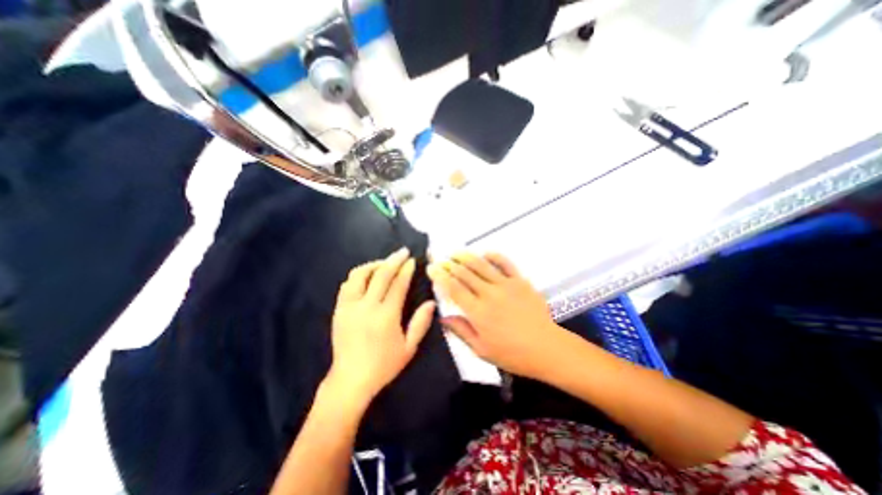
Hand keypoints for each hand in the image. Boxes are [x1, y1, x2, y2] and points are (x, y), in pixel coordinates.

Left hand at [322, 248, 433, 409]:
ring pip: (359, 275)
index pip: (397, 284)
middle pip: (380, 274)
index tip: (412, 260)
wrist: (350, 380)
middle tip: (402, 252)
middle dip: (393, 260)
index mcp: (386, 316)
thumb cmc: (383, 366)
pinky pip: (347, 285)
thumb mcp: (409, 348)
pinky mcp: (338, 310)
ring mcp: (349, 307)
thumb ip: (420, 323)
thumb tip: (431, 302)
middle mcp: (366, 307)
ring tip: (384, 263)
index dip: (406, 270)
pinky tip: (367, 276)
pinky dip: (359, 275)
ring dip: (374, 265)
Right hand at [425, 253, 563, 375]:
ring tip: (455, 253)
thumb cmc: (512, 353)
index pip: (454, 289)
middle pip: (465, 274)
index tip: (432, 269)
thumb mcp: (481, 349)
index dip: (441, 277)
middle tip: (440, 259)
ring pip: (481, 265)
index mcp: (478, 312)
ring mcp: (506, 285)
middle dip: (449, 265)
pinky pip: (505, 263)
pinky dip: (493, 256)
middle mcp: (489, 294)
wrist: (546, 348)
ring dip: (466, 257)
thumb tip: (442, 318)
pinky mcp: (520, 281)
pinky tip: (485, 253)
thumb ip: (460, 330)